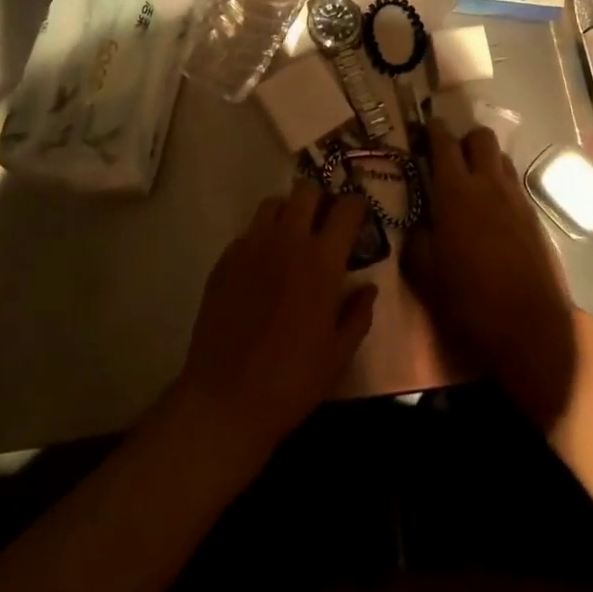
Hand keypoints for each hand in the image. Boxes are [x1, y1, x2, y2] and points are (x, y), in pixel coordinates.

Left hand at [178, 179, 377, 456]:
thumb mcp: (339, 354)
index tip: (359, 217)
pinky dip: (261, 237)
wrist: (225, 402)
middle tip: (325, 223)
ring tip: (293, 237)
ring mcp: (251, 247)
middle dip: (321, 199)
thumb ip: (358, 313)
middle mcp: (287, 242)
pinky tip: (263, 266)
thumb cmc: (292, 382)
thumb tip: (368, 288)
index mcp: (322, 261)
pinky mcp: (224, 261)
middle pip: (306, 190)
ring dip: (289, 212)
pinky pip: (248, 232)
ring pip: (273, 203)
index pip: (347, 207)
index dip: (357, 205)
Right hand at [402, 124, 577, 428]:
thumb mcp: (424, 273)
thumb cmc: (468, 299)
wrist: (529, 328)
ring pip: (501, 158)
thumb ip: (417, 239)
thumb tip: (418, 224)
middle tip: (450, 156)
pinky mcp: (534, 217)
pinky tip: (493, 210)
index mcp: (456, 191)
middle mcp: (488, 184)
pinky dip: (501, 185)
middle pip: (481, 137)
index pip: (443, 143)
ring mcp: (516, 198)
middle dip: (465, 138)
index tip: (425, 126)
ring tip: (472, 181)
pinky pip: (514, 185)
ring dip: (486, 160)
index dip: (433, 130)